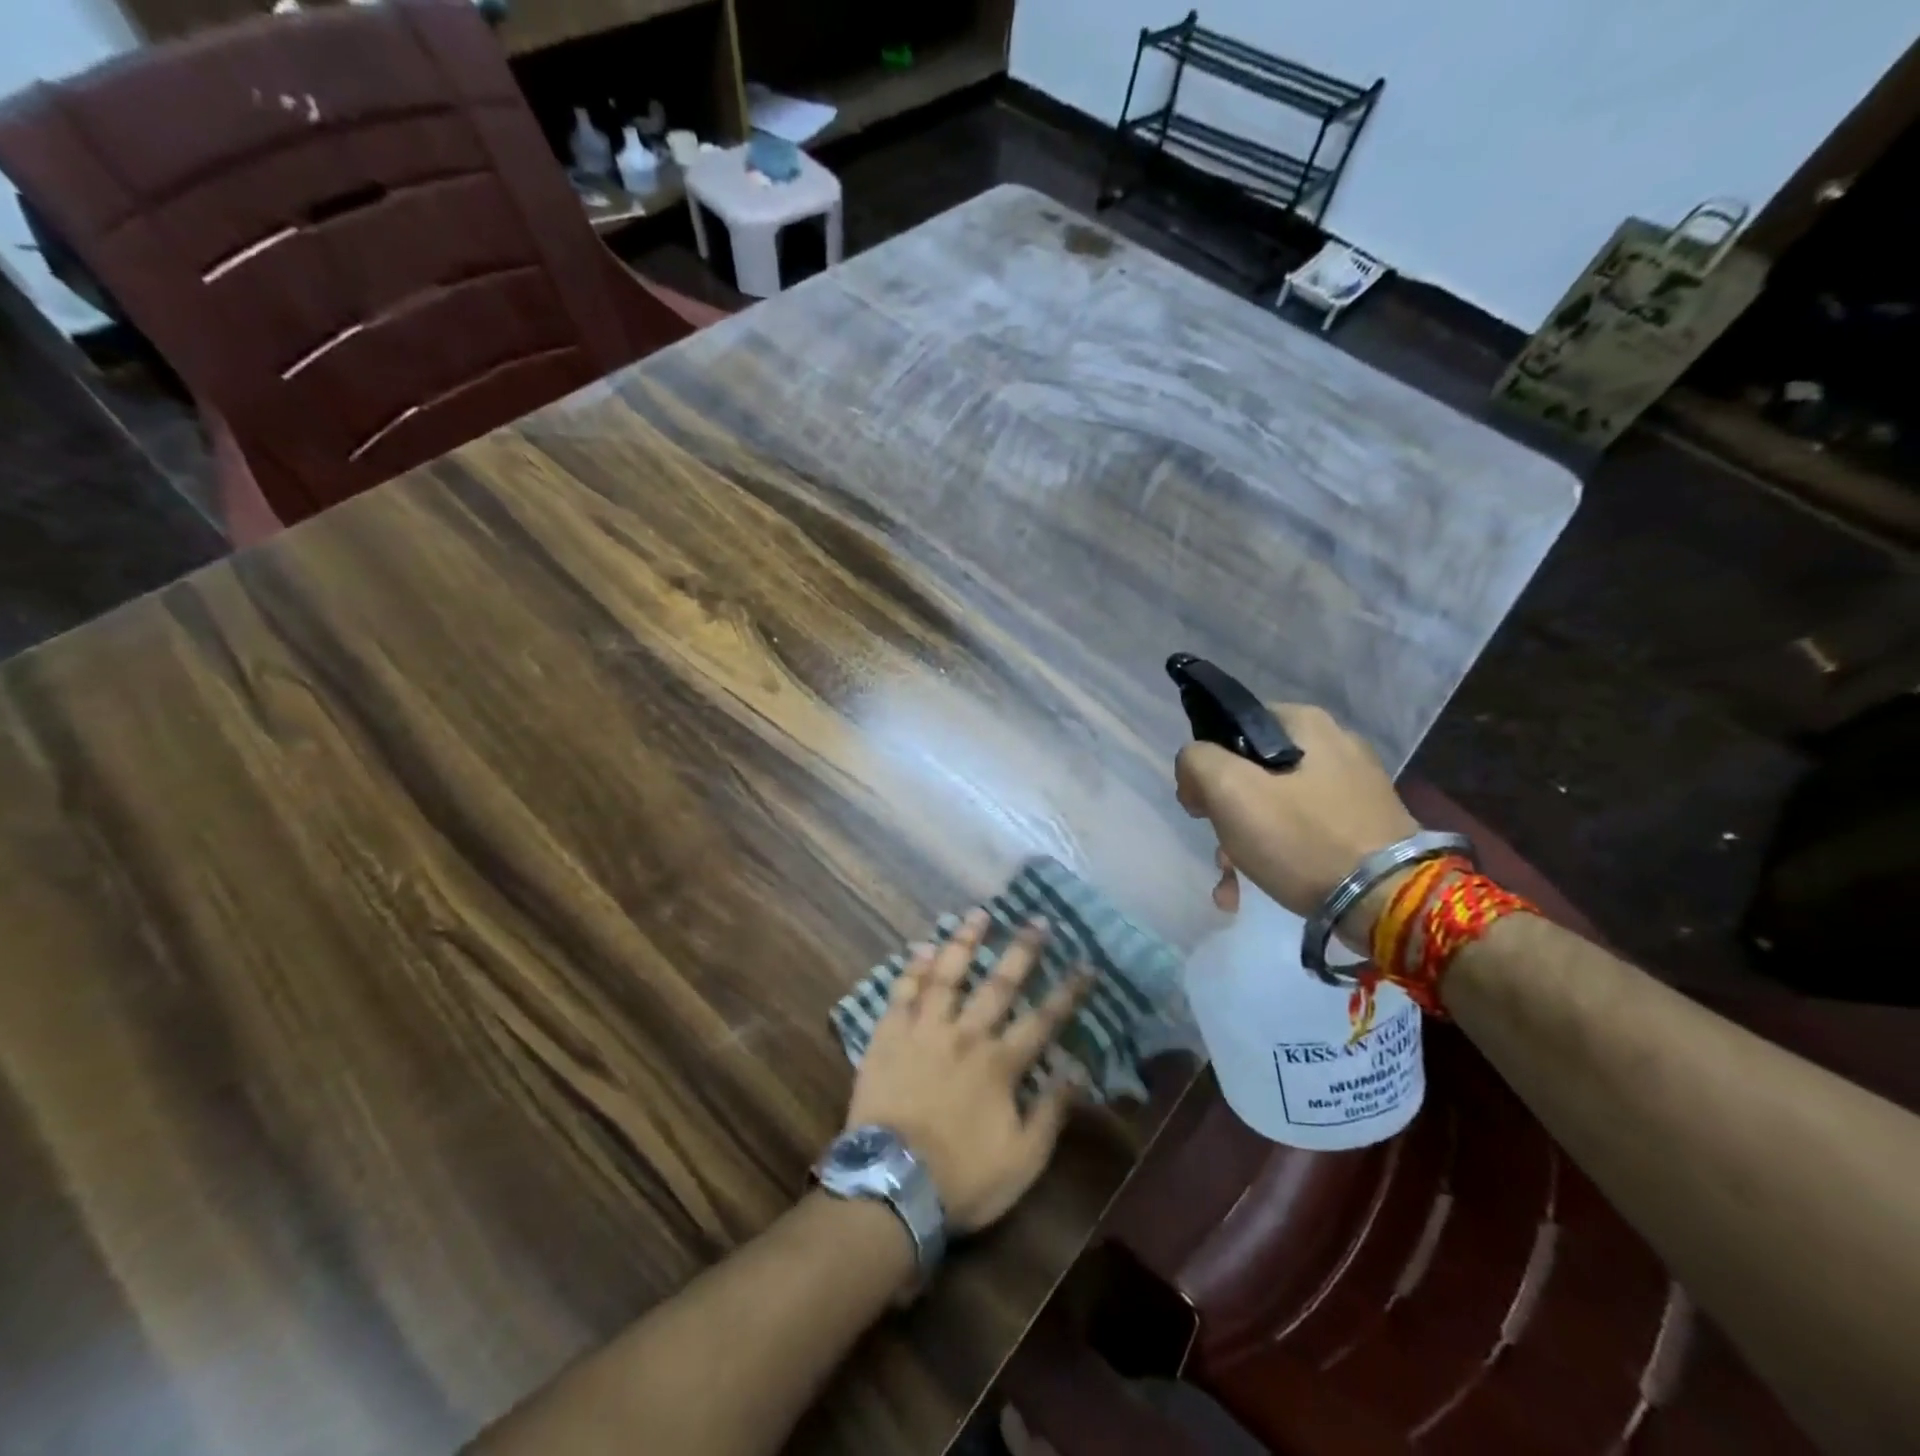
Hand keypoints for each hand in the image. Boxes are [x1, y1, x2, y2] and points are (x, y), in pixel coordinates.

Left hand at [844, 910, 1089, 1234]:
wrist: (891, 1186)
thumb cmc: (962, 1179)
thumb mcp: (1022, 1160)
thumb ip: (1050, 1112)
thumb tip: (1077, 1070)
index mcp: (1000, 1065)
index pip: (1042, 1020)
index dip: (1067, 992)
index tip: (1085, 964)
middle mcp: (965, 1036)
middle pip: (998, 985)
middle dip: (1021, 951)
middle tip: (1036, 920)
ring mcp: (924, 1031)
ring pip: (947, 976)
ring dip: (964, 942)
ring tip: (978, 914)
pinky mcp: (889, 1036)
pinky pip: (902, 994)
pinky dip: (913, 970)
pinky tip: (922, 948)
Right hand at [1174, 703, 1417, 944]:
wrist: (1388, 902)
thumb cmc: (1302, 838)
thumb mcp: (1230, 790)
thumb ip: (1196, 761)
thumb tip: (1195, 768)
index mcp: (1305, 722)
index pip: (1232, 727)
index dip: (1206, 764)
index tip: (1201, 804)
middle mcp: (1334, 744)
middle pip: (1252, 770)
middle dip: (1226, 812)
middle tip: (1219, 847)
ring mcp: (1354, 786)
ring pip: (1275, 804)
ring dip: (1245, 840)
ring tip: (1233, 880)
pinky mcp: (1365, 823)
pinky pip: (1303, 829)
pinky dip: (1277, 854)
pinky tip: (1257, 886)